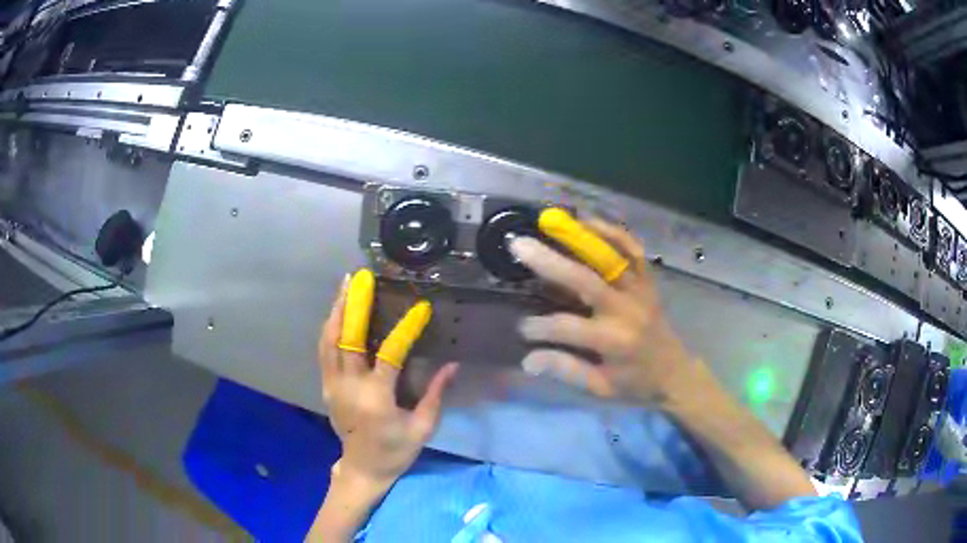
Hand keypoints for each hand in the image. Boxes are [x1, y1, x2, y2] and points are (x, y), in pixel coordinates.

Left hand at [318, 269, 459, 488]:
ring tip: (345, 286)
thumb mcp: (422, 427)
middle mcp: (349, 387)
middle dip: (354, 305)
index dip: (406, 329)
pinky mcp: (326, 387)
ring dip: (337, 311)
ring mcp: (333, 386)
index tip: (421, 308)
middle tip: (361, 279)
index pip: (389, 355)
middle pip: (347, 339)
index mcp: (376, 399)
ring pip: (329, 341)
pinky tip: (337, 313)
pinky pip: (325, 351)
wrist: (362, 468)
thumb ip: (435, 394)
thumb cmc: (396, 451)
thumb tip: (452, 364)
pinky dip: (330, 329)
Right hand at [510, 210, 696, 406]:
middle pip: (584, 280)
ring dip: (580, 237)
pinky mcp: (649, 280)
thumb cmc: (636, 384)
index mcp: (613, 341)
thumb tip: (528, 360)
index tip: (521, 328)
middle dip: (549, 262)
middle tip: (519, 246)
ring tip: (551, 221)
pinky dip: (613, 232)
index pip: (567, 327)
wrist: (677, 373)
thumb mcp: (601, 388)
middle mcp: (627, 310)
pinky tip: (590, 221)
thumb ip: (566, 370)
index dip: (539, 327)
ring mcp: (640, 290)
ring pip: (610, 257)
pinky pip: (633, 250)